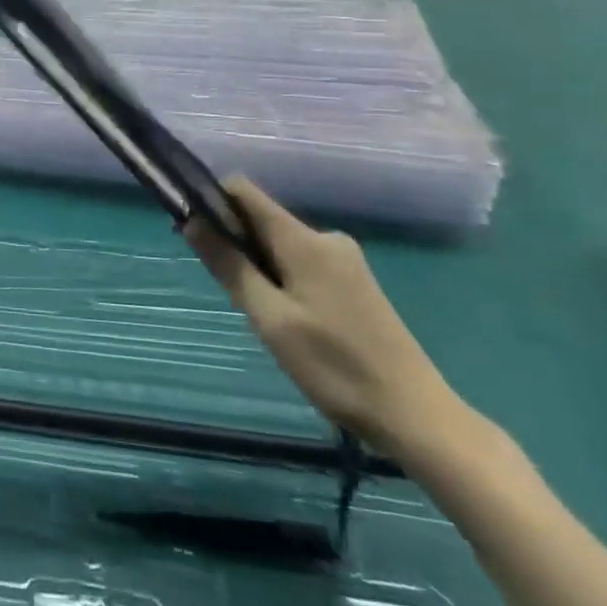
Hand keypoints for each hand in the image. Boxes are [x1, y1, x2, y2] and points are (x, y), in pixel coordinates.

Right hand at [186, 179, 467, 460]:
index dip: (211, 202)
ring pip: (279, 246)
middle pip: (261, 220)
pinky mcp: (353, 282)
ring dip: (258, 268)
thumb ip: (230, 266)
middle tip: (231, 294)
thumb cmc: (334, 366)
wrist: (415, 414)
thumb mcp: (270, 318)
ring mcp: (344, 260)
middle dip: (234, 244)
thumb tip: (191, 222)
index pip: (244, 192)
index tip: (192, 233)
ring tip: (263, 317)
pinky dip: (281, 280)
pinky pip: (300, 264)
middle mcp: (325, 238)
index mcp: (304, 240)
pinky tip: (288, 322)